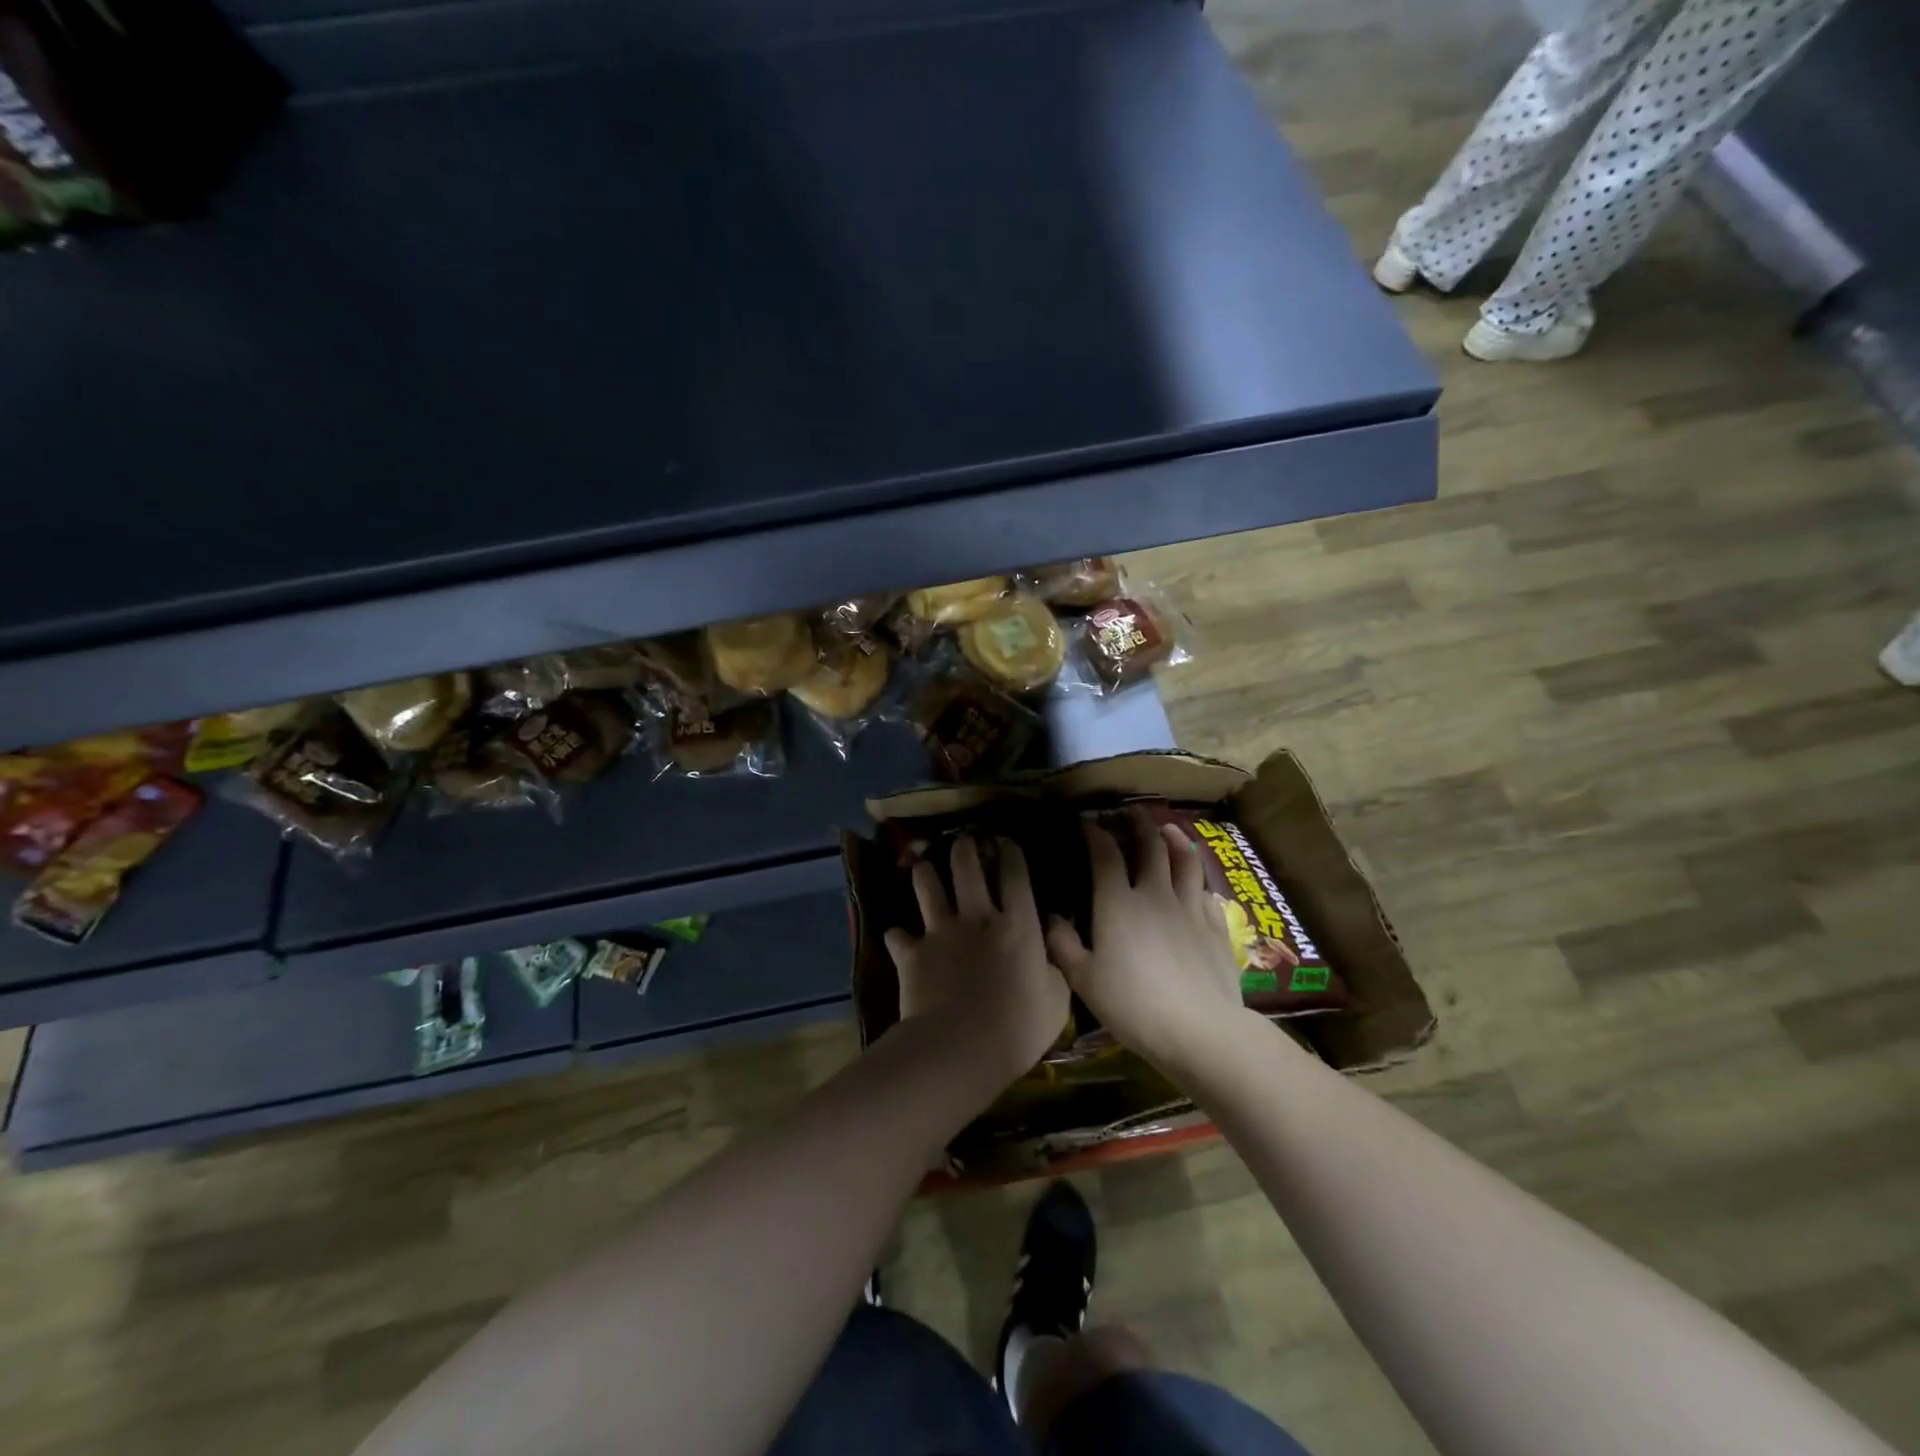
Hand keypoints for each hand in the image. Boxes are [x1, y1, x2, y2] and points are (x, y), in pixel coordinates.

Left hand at [885, 835, 1071, 1089]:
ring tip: (923, 868)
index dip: (1011, 855)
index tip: (1006, 843)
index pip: (1015, 877)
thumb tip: (1049, 950)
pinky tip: (898, 937)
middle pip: (967, 869)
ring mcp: (940, 932)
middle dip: (965, 849)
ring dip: (925, 874)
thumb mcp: (1057, 1000)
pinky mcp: (911, 954)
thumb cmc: (1019, 1027)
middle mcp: (977, 918)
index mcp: (1017, 926)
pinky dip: (898, 936)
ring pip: (928, 888)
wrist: (961, 1046)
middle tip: (963, 841)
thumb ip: (1054, 968)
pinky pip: (897, 935)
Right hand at [1045, 806, 1249, 1077]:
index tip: (1087, 823)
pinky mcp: (1216, 927)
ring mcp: (1189, 907)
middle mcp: (1155, 893)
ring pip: (1185, 860)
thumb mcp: (1084, 980)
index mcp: (1117, 902)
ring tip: (1168, 829)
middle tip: (1131, 812)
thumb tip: (1051, 918)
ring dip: (1175, 839)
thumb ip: (1063, 945)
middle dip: (1138, 823)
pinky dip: (1197, 880)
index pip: (1105, 854)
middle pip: (1150, 846)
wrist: (1200, 1029)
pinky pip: (1206, 892)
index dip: (1095, 834)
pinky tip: (1195, 882)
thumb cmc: (1133, 1004)